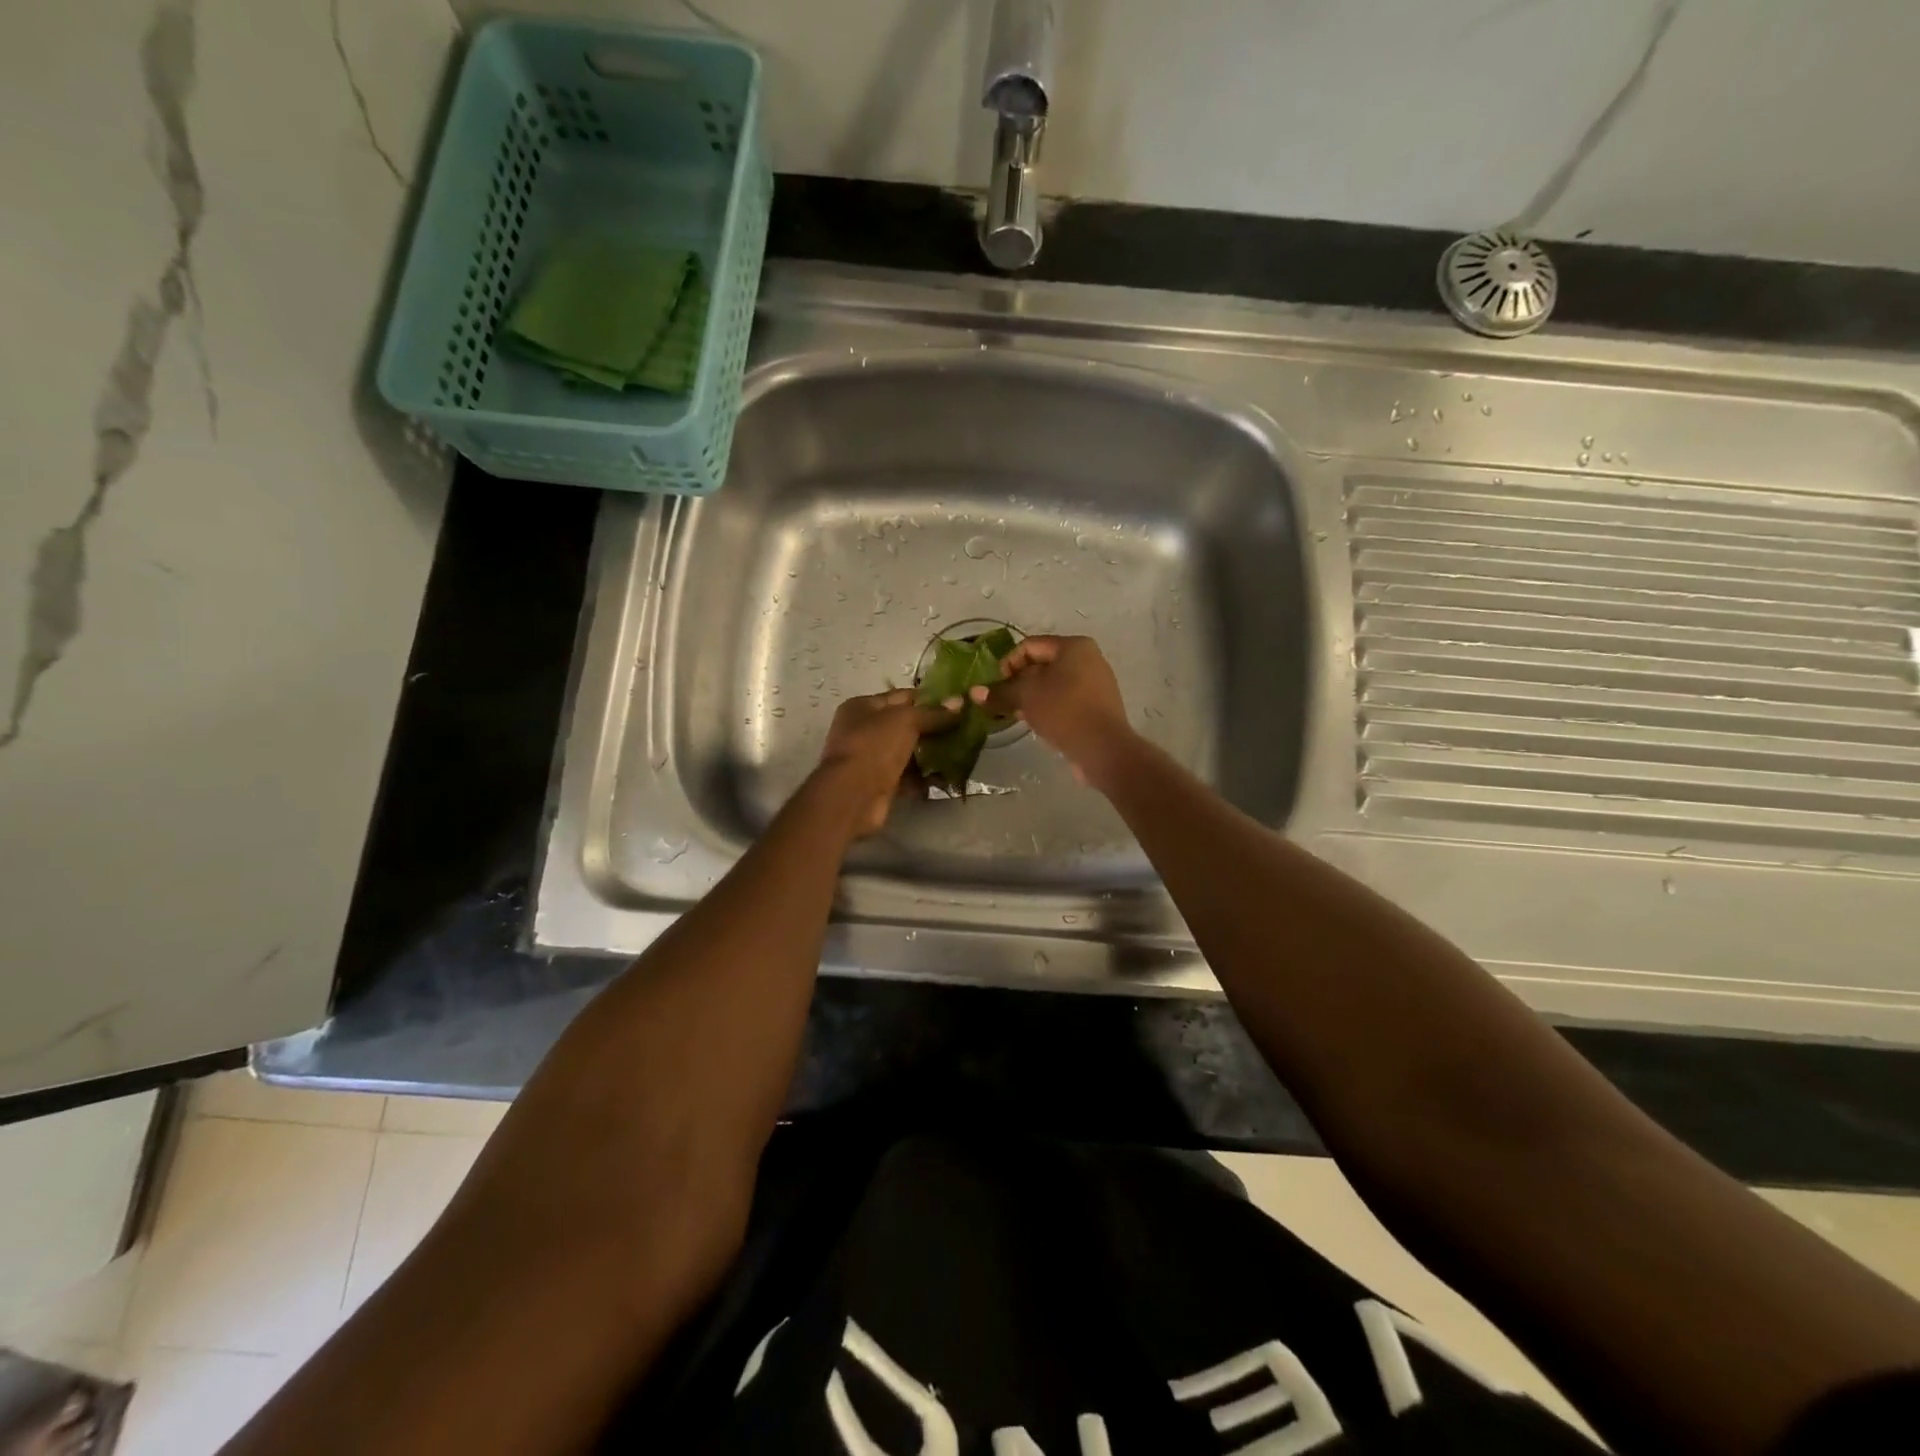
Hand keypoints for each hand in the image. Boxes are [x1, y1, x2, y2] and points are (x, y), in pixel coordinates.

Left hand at [813, 689, 954, 836]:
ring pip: (909, 751)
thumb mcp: (906, 721)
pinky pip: (908, 776)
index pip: (902, 697)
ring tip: (962, 752)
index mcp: (863, 707)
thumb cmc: (875, 746)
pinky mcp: (881, 783)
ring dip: (933, 753)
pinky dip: (926, 776)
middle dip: (934, 728)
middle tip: (964, 729)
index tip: (958, 704)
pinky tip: (949, 776)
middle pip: (906, 725)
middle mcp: (864, 730)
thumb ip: (934, 713)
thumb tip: (961, 701)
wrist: (853, 796)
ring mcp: (872, 758)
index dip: (930, 699)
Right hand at [972, 635, 1134, 787]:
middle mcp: (1088, 658)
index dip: (1008, 663)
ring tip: (1018, 715)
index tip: (997, 687)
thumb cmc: (1063, 711)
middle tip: (1005, 702)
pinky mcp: (1097, 706)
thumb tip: (974, 692)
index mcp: (1074, 646)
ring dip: (1032, 697)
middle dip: (1019, 682)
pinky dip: (1049, 707)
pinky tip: (1038, 724)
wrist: (1103, 748)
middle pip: (1042, 664)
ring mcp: (1096, 683)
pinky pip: (1066, 700)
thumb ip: (1000, 692)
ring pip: (1053, 684)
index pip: (1030, 646)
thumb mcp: (1026, 697)